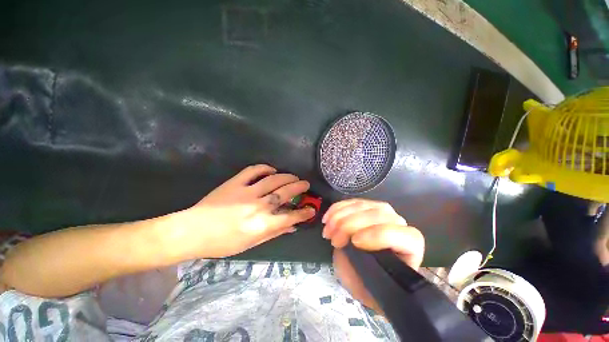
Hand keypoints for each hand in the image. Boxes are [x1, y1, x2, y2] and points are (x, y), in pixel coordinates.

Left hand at [169, 165, 314, 258]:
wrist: (192, 231)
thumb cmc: (222, 243)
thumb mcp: (251, 244)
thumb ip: (274, 233)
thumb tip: (292, 227)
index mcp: (261, 225)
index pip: (290, 216)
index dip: (304, 213)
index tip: (311, 210)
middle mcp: (258, 206)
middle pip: (285, 193)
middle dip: (299, 187)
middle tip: (306, 185)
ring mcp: (247, 192)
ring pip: (274, 179)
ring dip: (287, 177)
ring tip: (293, 177)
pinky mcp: (235, 183)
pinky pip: (254, 170)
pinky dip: (265, 168)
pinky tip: (272, 169)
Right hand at [322, 199, 424, 313]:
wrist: (366, 272)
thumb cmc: (370, 282)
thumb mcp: (366, 284)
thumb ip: (362, 267)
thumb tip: (349, 244)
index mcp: (410, 247)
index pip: (401, 235)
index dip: (377, 235)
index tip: (353, 242)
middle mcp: (399, 224)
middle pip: (378, 215)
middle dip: (350, 224)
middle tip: (333, 239)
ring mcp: (382, 212)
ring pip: (363, 205)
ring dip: (340, 216)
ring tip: (327, 230)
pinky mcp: (367, 205)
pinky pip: (352, 202)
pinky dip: (337, 208)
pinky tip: (327, 218)